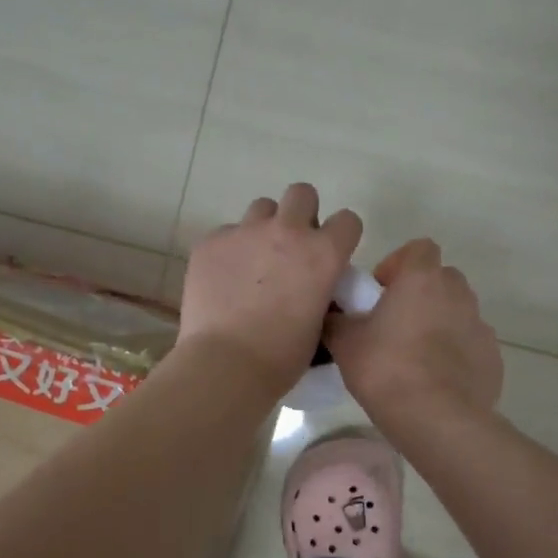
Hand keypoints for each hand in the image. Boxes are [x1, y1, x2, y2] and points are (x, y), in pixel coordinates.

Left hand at [177, 184, 362, 397]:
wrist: (226, 364)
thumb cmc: (281, 356)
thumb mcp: (319, 324)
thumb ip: (321, 292)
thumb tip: (314, 287)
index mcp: (323, 253)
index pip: (347, 220)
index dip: (340, 236)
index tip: (331, 253)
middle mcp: (287, 231)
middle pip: (301, 193)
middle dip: (301, 213)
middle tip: (291, 246)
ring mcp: (245, 232)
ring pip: (261, 208)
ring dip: (263, 228)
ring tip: (254, 262)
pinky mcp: (210, 242)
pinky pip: (225, 234)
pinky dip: (229, 251)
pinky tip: (223, 280)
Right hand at [325, 238, 502, 430]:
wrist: (437, 419)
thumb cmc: (386, 370)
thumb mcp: (345, 344)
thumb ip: (337, 321)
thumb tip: (332, 315)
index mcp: (422, 279)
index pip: (419, 248)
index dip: (398, 263)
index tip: (380, 292)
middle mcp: (457, 294)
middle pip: (441, 279)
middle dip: (420, 294)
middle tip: (395, 324)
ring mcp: (480, 325)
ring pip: (458, 312)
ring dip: (439, 323)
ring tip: (415, 356)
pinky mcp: (492, 357)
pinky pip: (470, 345)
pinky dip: (456, 354)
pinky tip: (437, 380)